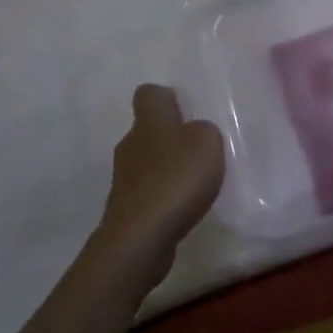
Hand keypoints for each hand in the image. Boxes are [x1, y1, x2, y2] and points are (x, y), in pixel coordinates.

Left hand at [92, 85, 224, 284]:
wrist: (139, 239)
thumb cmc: (175, 180)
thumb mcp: (207, 143)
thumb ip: (204, 132)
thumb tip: (194, 134)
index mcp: (149, 120)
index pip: (149, 93)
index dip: (166, 98)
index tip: (186, 110)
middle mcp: (131, 143)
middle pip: (148, 129)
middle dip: (170, 137)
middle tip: (198, 150)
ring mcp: (124, 177)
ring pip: (147, 161)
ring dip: (166, 168)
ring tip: (194, 183)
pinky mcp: (125, 208)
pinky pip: (147, 192)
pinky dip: (162, 196)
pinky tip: (181, 209)